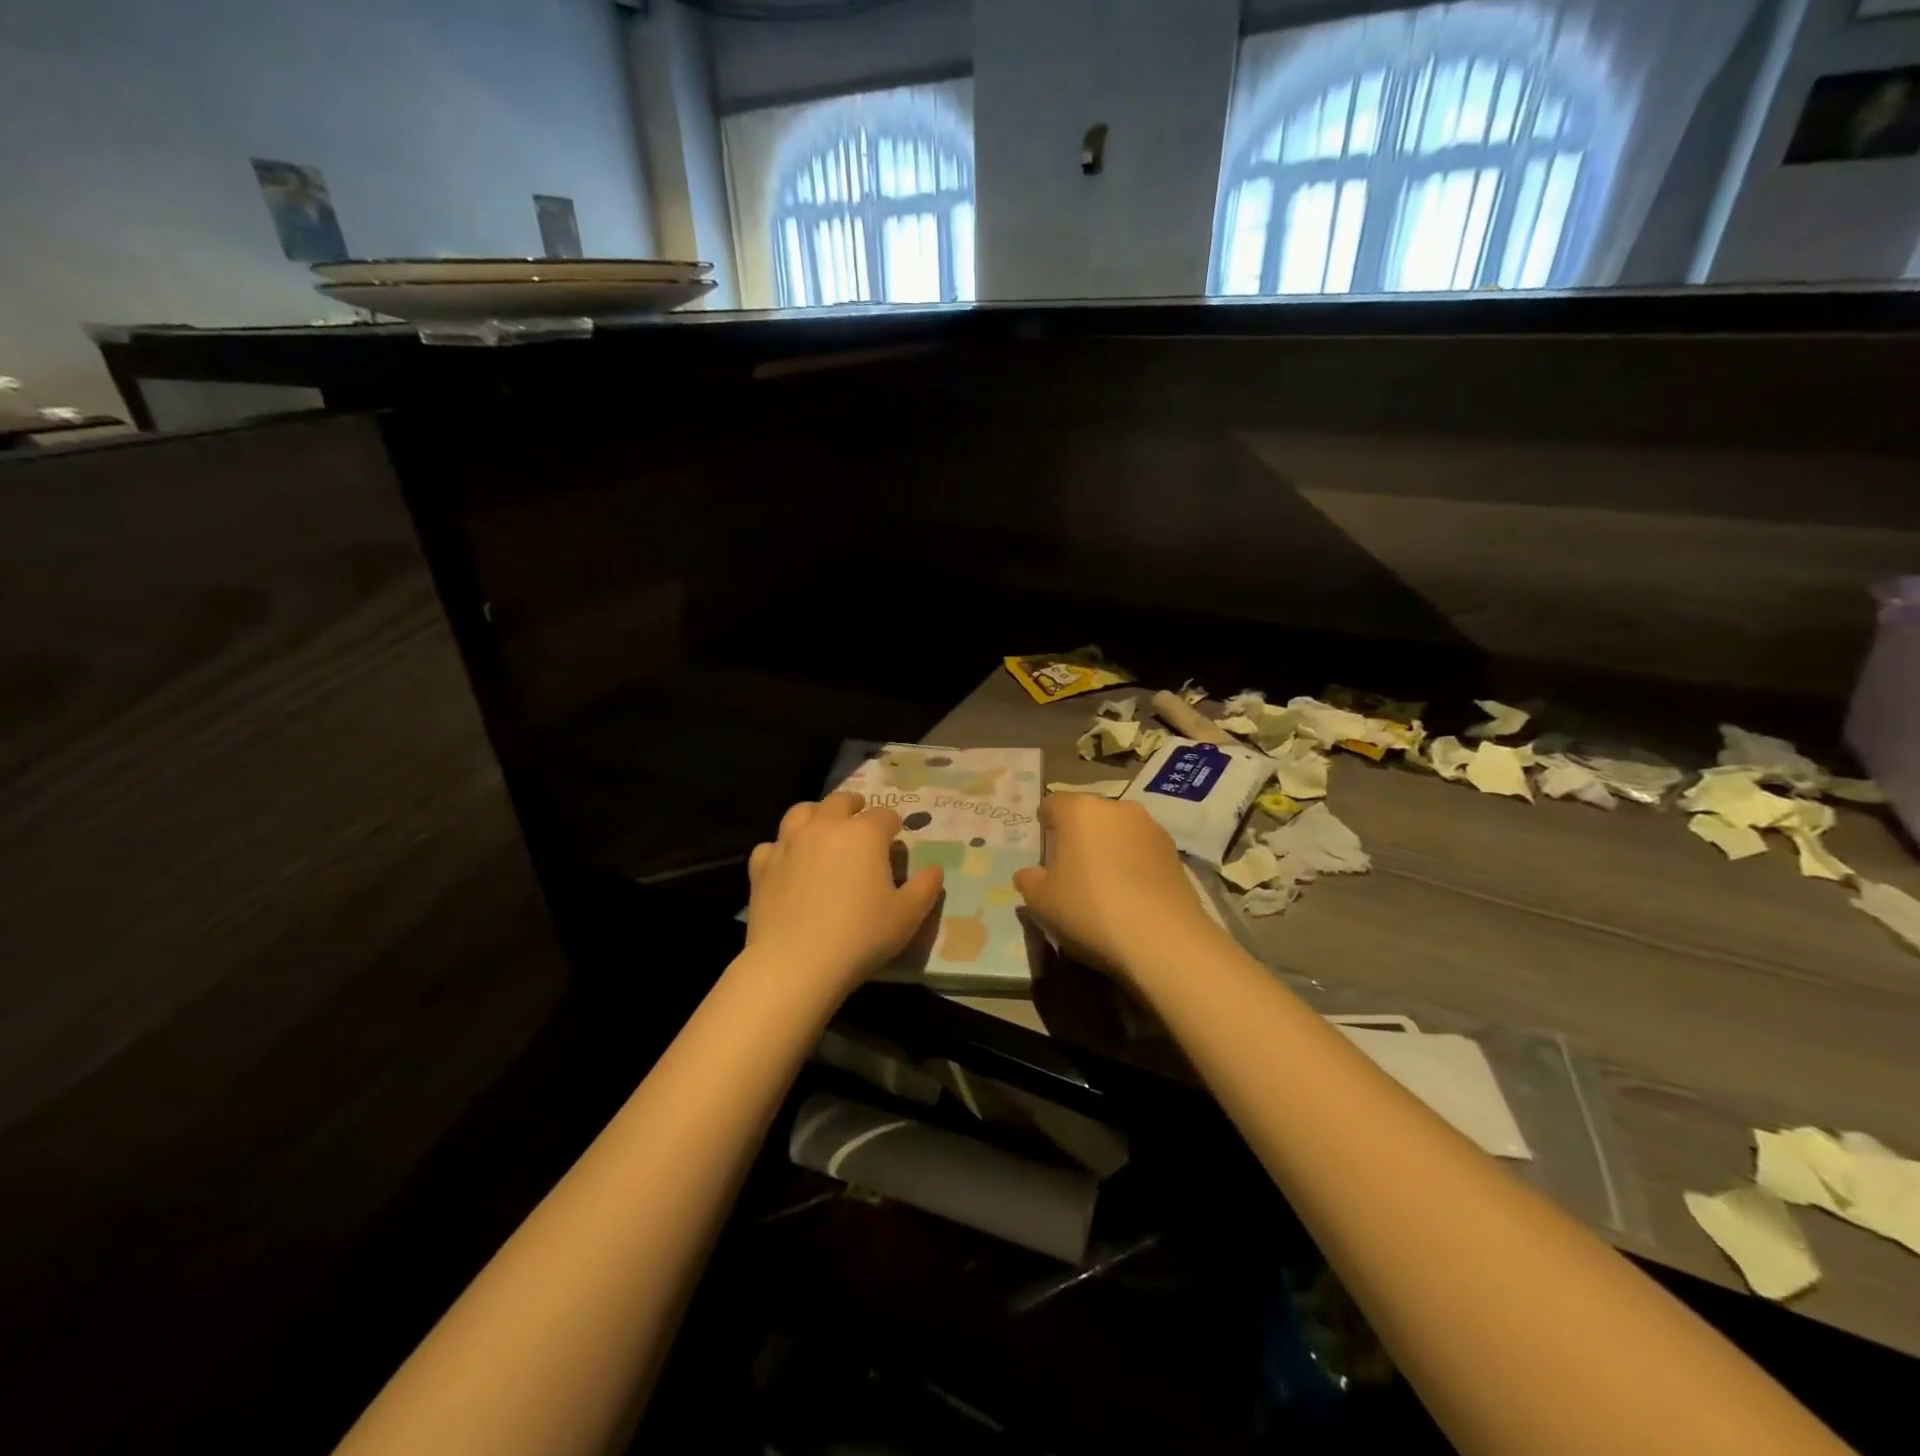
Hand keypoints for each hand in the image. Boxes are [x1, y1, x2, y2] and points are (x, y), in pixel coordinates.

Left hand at [746, 792, 944, 994]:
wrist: (795, 964)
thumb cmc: (860, 936)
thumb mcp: (907, 916)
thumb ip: (926, 887)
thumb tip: (934, 869)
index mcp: (864, 834)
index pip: (885, 815)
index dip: (893, 825)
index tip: (895, 839)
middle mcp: (825, 827)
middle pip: (840, 801)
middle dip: (855, 807)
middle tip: (860, 823)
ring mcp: (789, 843)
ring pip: (802, 812)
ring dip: (816, 815)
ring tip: (823, 829)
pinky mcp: (762, 865)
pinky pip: (772, 844)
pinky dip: (782, 847)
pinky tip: (788, 863)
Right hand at [1014, 794, 1231, 984]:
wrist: (1162, 938)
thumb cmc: (1089, 909)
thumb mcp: (1041, 901)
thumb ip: (1028, 880)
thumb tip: (1029, 874)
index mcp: (1078, 809)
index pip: (1052, 804)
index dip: (1045, 824)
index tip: (1044, 849)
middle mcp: (1116, 807)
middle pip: (1088, 814)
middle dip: (1078, 834)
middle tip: (1071, 868)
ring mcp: (1150, 826)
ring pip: (1118, 830)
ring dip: (1108, 846)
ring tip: (1104, 882)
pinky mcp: (1174, 850)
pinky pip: (1142, 849)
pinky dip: (1133, 862)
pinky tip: (1131, 893)